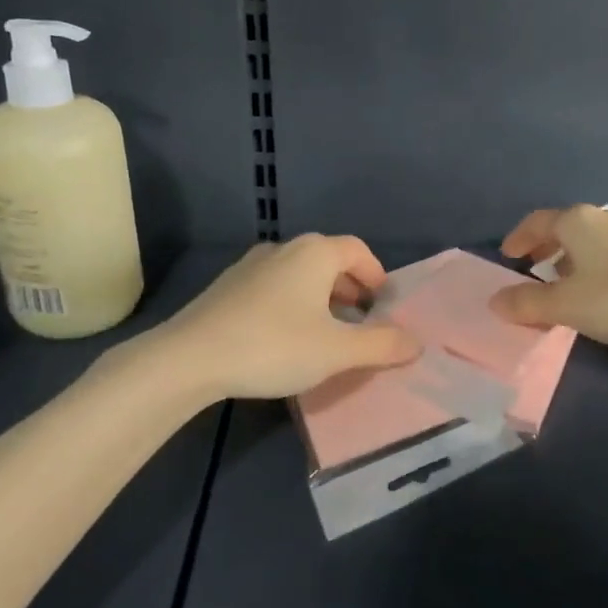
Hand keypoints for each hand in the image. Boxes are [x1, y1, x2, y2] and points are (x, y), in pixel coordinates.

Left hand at [161, 235, 420, 399]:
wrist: (190, 358)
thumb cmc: (274, 346)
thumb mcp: (336, 351)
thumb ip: (381, 345)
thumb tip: (417, 343)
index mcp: (315, 253)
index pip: (358, 250)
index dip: (377, 275)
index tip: (383, 306)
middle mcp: (285, 248)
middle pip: (329, 260)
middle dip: (350, 289)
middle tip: (360, 322)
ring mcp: (251, 265)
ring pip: (300, 274)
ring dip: (321, 298)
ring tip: (325, 333)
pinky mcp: (228, 286)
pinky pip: (274, 287)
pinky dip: (292, 303)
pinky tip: (285, 338)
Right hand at [491, 204, 607, 348]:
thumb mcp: (566, 305)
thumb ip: (527, 302)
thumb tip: (495, 300)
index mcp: (576, 221)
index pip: (536, 222)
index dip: (518, 239)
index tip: (507, 257)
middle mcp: (604, 216)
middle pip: (564, 228)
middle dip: (544, 248)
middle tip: (531, 270)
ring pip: (590, 240)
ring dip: (570, 258)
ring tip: (564, 284)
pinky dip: (595, 264)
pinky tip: (601, 290)